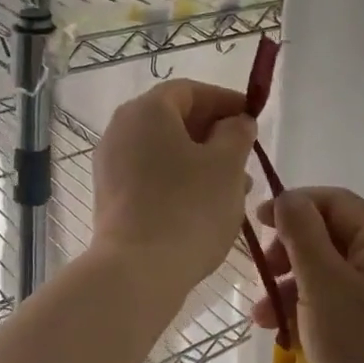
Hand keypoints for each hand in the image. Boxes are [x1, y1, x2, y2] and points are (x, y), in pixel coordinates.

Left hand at [90, 80, 256, 300]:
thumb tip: (235, 122)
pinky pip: (150, 174)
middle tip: (246, 157)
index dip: (224, 101)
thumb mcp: (227, 165)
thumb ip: (236, 133)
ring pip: (164, 150)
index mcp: (146, 110)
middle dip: (214, 134)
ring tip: (234, 188)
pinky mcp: (110, 195)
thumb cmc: (188, 208)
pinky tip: (204, 205)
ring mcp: (110, 163)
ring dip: (200, 160)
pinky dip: (178, 179)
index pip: (190, 90)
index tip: (253, 118)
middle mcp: (121, 128)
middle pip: (174, 119)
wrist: (136, 271)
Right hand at [251, 188, 363, 362]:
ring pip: (328, 271)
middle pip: (330, 236)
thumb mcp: (323, 284)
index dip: (295, 204)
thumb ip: (302, 234)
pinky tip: (280, 330)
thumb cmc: (363, 347)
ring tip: (261, 314)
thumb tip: (287, 198)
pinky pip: (336, 301)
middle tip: (262, 271)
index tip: (259, 222)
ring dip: (290, 285)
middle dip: (289, 251)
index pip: (335, 202)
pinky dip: (307, 308)